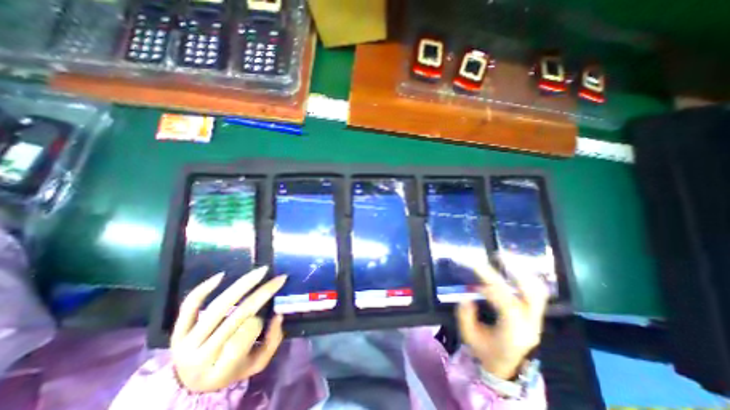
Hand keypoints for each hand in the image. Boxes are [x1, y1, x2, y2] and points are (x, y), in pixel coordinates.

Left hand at [170, 267, 283, 394]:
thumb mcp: (257, 364)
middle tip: (279, 279)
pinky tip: (222, 275)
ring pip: (219, 306)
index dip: (258, 324)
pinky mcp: (178, 330)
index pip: (243, 339)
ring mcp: (186, 342)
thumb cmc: (232, 370)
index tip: (267, 317)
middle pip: (236, 317)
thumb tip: (279, 315)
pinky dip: (204, 289)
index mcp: (221, 370)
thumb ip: (272, 341)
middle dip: (262, 294)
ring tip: (261, 271)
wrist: (192, 383)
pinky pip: (189, 306)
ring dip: (243, 285)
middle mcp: (200, 357)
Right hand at [455, 263, 546, 380]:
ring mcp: (536, 319)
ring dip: (521, 270)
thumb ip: (465, 315)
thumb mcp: (470, 336)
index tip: (475, 277)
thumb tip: (467, 295)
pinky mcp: (535, 314)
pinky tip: (512, 267)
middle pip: (532, 294)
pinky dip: (524, 276)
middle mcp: (530, 324)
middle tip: (498, 255)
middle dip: (515, 271)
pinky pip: (535, 291)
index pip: (508, 305)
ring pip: (537, 290)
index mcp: (514, 333)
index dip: (491, 288)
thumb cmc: (487, 353)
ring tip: (505, 256)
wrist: (509, 369)